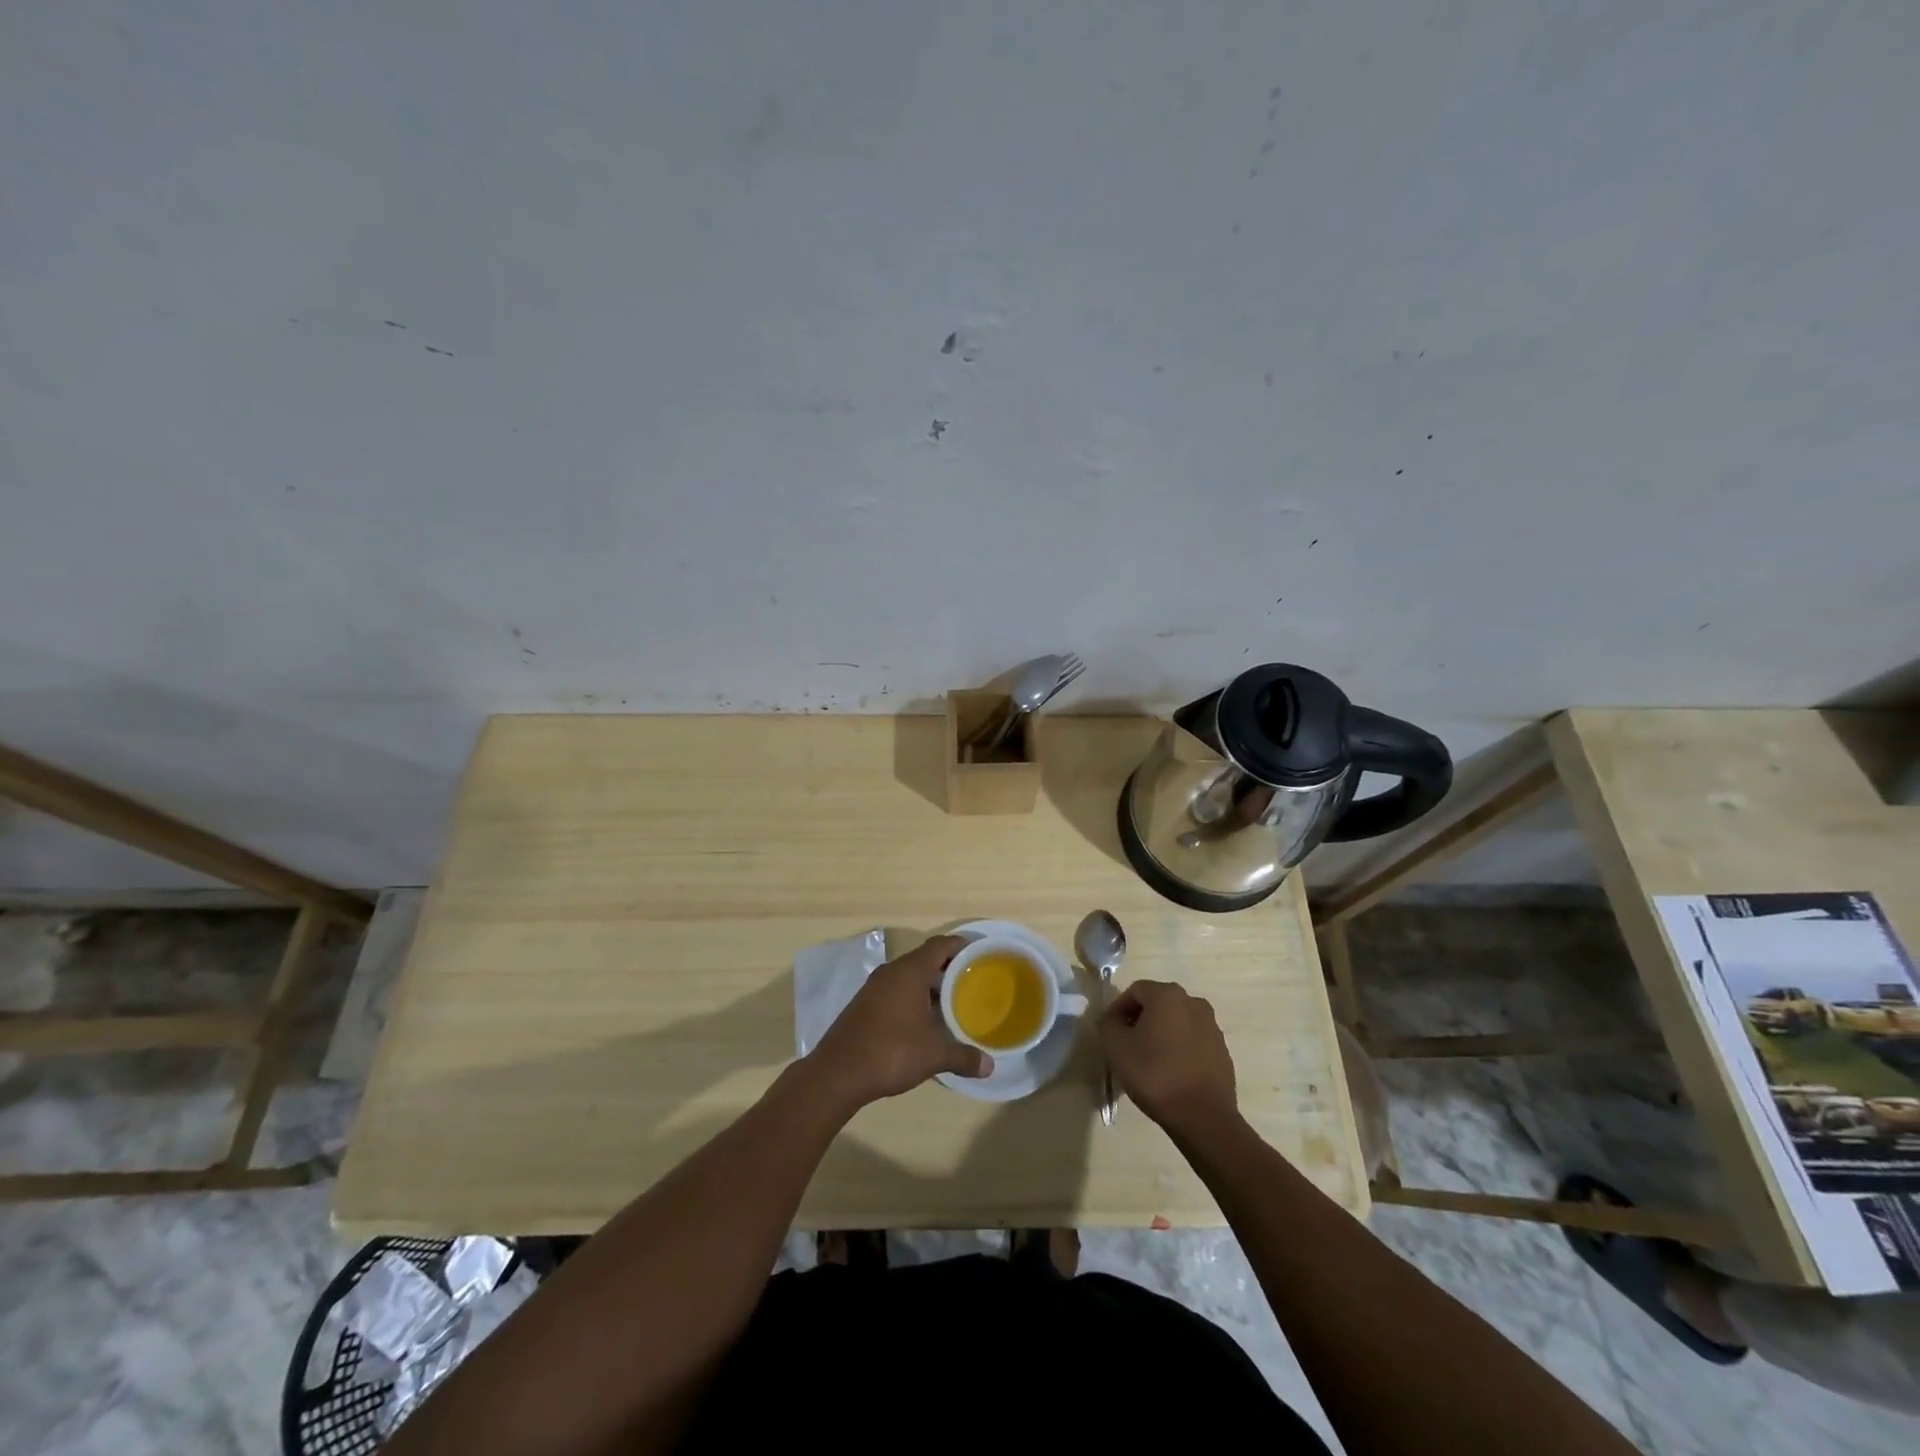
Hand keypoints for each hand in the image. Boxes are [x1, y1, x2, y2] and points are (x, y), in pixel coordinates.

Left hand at [806, 935, 991, 1110]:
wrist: (837, 1073)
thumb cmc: (890, 1052)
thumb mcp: (933, 1055)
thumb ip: (963, 1056)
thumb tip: (989, 1066)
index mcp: (910, 972)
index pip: (940, 945)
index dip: (961, 945)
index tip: (980, 954)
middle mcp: (891, 972)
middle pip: (925, 957)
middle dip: (948, 966)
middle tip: (972, 980)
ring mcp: (874, 987)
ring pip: (908, 974)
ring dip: (929, 983)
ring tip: (952, 1001)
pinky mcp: (864, 1003)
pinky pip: (895, 989)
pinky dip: (913, 996)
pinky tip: (924, 1019)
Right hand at [1098, 979, 1236, 1135]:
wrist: (1203, 1117)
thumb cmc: (1155, 1075)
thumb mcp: (1116, 1047)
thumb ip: (1108, 1024)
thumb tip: (1112, 1018)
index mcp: (1168, 995)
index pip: (1135, 991)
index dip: (1118, 1008)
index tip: (1111, 1032)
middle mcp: (1193, 1002)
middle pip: (1158, 1003)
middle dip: (1140, 1020)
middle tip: (1127, 1044)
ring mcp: (1212, 1027)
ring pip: (1177, 1022)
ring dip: (1161, 1034)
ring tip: (1149, 1060)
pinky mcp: (1222, 1050)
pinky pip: (1193, 1040)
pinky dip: (1179, 1048)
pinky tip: (1171, 1072)